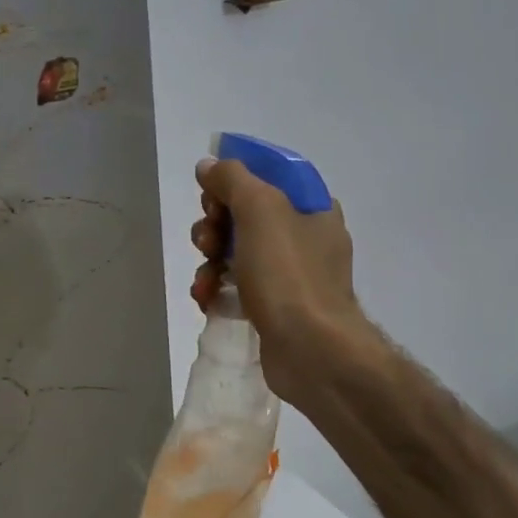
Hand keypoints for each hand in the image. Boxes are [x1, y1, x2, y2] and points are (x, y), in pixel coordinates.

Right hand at [189, 157, 383, 392]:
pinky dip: (216, 287)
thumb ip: (231, 178)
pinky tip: (206, 297)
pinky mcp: (274, 306)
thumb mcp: (259, 209)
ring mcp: (291, 274)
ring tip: (205, 275)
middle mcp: (305, 237)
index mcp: (312, 208)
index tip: (212, 195)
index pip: (267, 176)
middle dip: (215, 223)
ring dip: (210, 258)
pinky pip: (236, 284)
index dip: (234, 180)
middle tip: (208, 239)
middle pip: (244, 213)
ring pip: (235, 249)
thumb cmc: (289, 273)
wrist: (312, 351)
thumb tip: (209, 166)